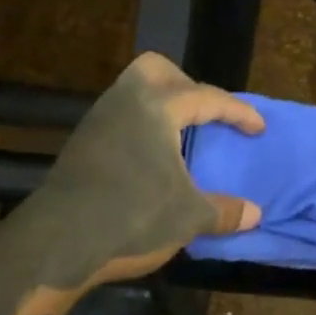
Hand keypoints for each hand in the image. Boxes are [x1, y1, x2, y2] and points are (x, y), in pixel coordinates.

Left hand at [23, 53, 264, 288]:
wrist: (57, 244)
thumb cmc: (133, 218)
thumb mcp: (189, 217)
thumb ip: (224, 211)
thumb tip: (254, 214)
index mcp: (157, 109)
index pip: (207, 98)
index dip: (238, 112)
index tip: (258, 128)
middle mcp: (124, 103)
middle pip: (157, 70)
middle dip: (187, 86)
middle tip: (206, 116)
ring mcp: (97, 122)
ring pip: (132, 93)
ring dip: (161, 108)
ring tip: (181, 140)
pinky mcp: (81, 146)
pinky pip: (119, 119)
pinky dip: (141, 129)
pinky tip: (151, 162)